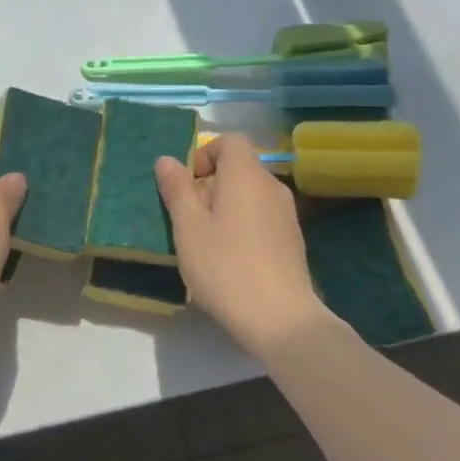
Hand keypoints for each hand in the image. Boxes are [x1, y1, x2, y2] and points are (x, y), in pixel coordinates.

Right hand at [156, 134, 324, 353]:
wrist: (281, 319)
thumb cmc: (226, 267)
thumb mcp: (188, 228)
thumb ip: (177, 189)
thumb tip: (167, 160)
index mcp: (246, 175)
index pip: (231, 141)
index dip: (205, 154)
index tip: (187, 185)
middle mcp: (271, 186)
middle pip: (238, 168)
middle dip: (210, 184)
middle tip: (188, 218)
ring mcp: (286, 214)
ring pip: (249, 194)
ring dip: (225, 207)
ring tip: (206, 241)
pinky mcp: (292, 240)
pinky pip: (261, 216)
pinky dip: (242, 224)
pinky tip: (230, 259)